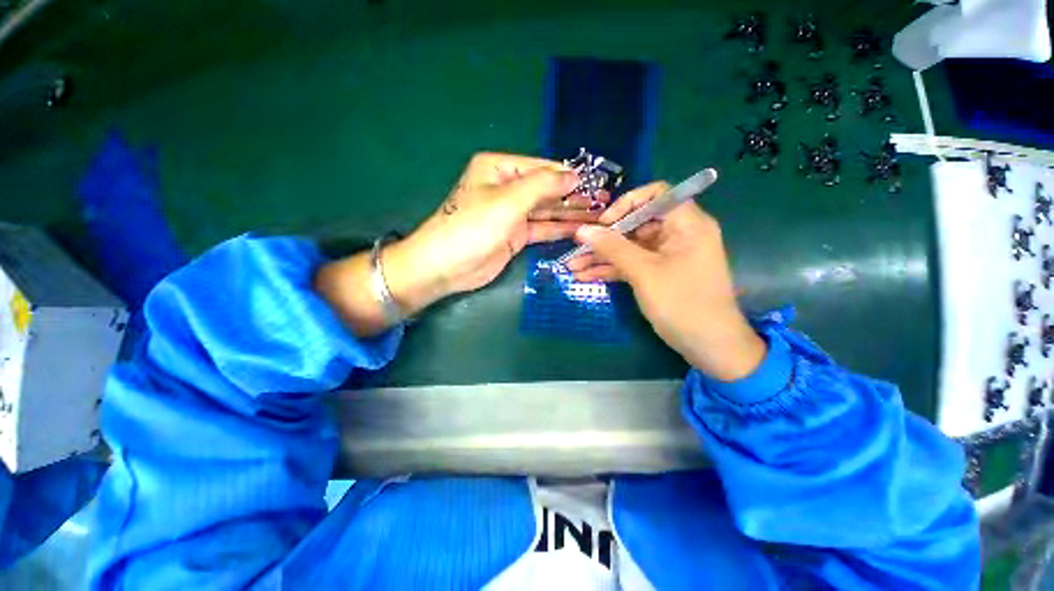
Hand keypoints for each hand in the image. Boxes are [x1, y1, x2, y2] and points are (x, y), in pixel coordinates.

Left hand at [316, 153, 600, 335]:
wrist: (446, 267)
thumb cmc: (473, 227)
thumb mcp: (508, 201)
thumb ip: (542, 186)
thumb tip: (573, 175)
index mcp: (500, 169)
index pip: (543, 168)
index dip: (571, 175)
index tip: (599, 183)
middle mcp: (508, 188)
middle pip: (547, 189)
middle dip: (575, 196)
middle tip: (605, 202)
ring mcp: (512, 214)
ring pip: (547, 210)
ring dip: (571, 213)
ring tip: (600, 216)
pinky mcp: (516, 235)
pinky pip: (542, 228)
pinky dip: (559, 229)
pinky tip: (580, 229)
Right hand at [567, 182, 765, 381]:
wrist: (709, 346)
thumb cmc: (682, 303)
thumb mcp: (644, 272)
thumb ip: (612, 248)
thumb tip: (582, 230)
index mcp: (686, 224)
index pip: (657, 195)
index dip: (627, 203)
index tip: (605, 222)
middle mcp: (677, 235)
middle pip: (636, 224)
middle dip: (605, 237)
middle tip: (577, 246)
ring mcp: (666, 256)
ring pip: (629, 248)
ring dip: (602, 257)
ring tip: (572, 265)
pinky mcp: (658, 274)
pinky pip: (631, 265)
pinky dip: (611, 270)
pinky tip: (585, 276)